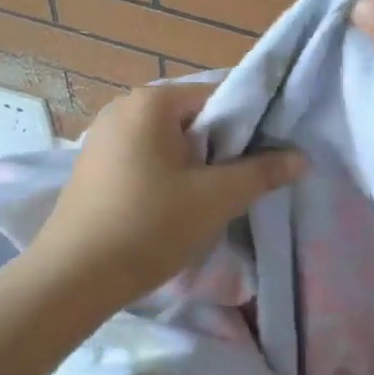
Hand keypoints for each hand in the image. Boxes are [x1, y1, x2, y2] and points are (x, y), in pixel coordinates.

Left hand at [27, 82, 304, 308]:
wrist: (72, 279)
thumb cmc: (149, 226)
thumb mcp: (216, 198)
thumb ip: (262, 172)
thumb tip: (301, 158)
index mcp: (151, 102)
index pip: (218, 96)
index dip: (250, 123)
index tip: (267, 155)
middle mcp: (123, 107)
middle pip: (193, 117)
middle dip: (221, 146)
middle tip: (241, 181)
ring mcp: (102, 136)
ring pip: (169, 140)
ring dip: (195, 163)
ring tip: (211, 198)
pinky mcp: (93, 166)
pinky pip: (145, 157)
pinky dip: (167, 174)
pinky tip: (173, 207)